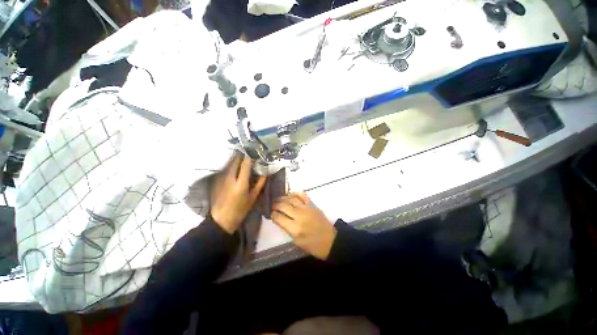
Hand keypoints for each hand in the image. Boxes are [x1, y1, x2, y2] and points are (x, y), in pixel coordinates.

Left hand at [211, 154, 265, 233]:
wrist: (221, 220)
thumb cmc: (240, 210)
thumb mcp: (252, 198)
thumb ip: (259, 184)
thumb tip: (265, 174)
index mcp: (241, 183)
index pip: (245, 164)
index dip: (250, 156)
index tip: (255, 152)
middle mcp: (230, 178)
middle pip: (235, 160)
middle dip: (242, 155)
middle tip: (249, 153)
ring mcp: (222, 178)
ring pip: (229, 163)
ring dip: (236, 159)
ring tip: (243, 158)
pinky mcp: (217, 180)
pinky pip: (225, 169)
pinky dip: (231, 166)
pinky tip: (235, 167)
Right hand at [271, 192, 336, 259]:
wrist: (330, 240)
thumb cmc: (312, 245)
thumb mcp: (297, 242)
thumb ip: (287, 229)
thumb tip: (279, 218)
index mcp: (295, 228)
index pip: (278, 217)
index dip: (272, 214)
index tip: (270, 213)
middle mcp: (299, 216)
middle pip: (283, 206)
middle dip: (275, 205)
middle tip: (271, 205)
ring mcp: (306, 208)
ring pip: (291, 199)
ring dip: (283, 198)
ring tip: (278, 199)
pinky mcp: (312, 205)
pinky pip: (303, 195)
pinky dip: (296, 193)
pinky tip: (291, 193)